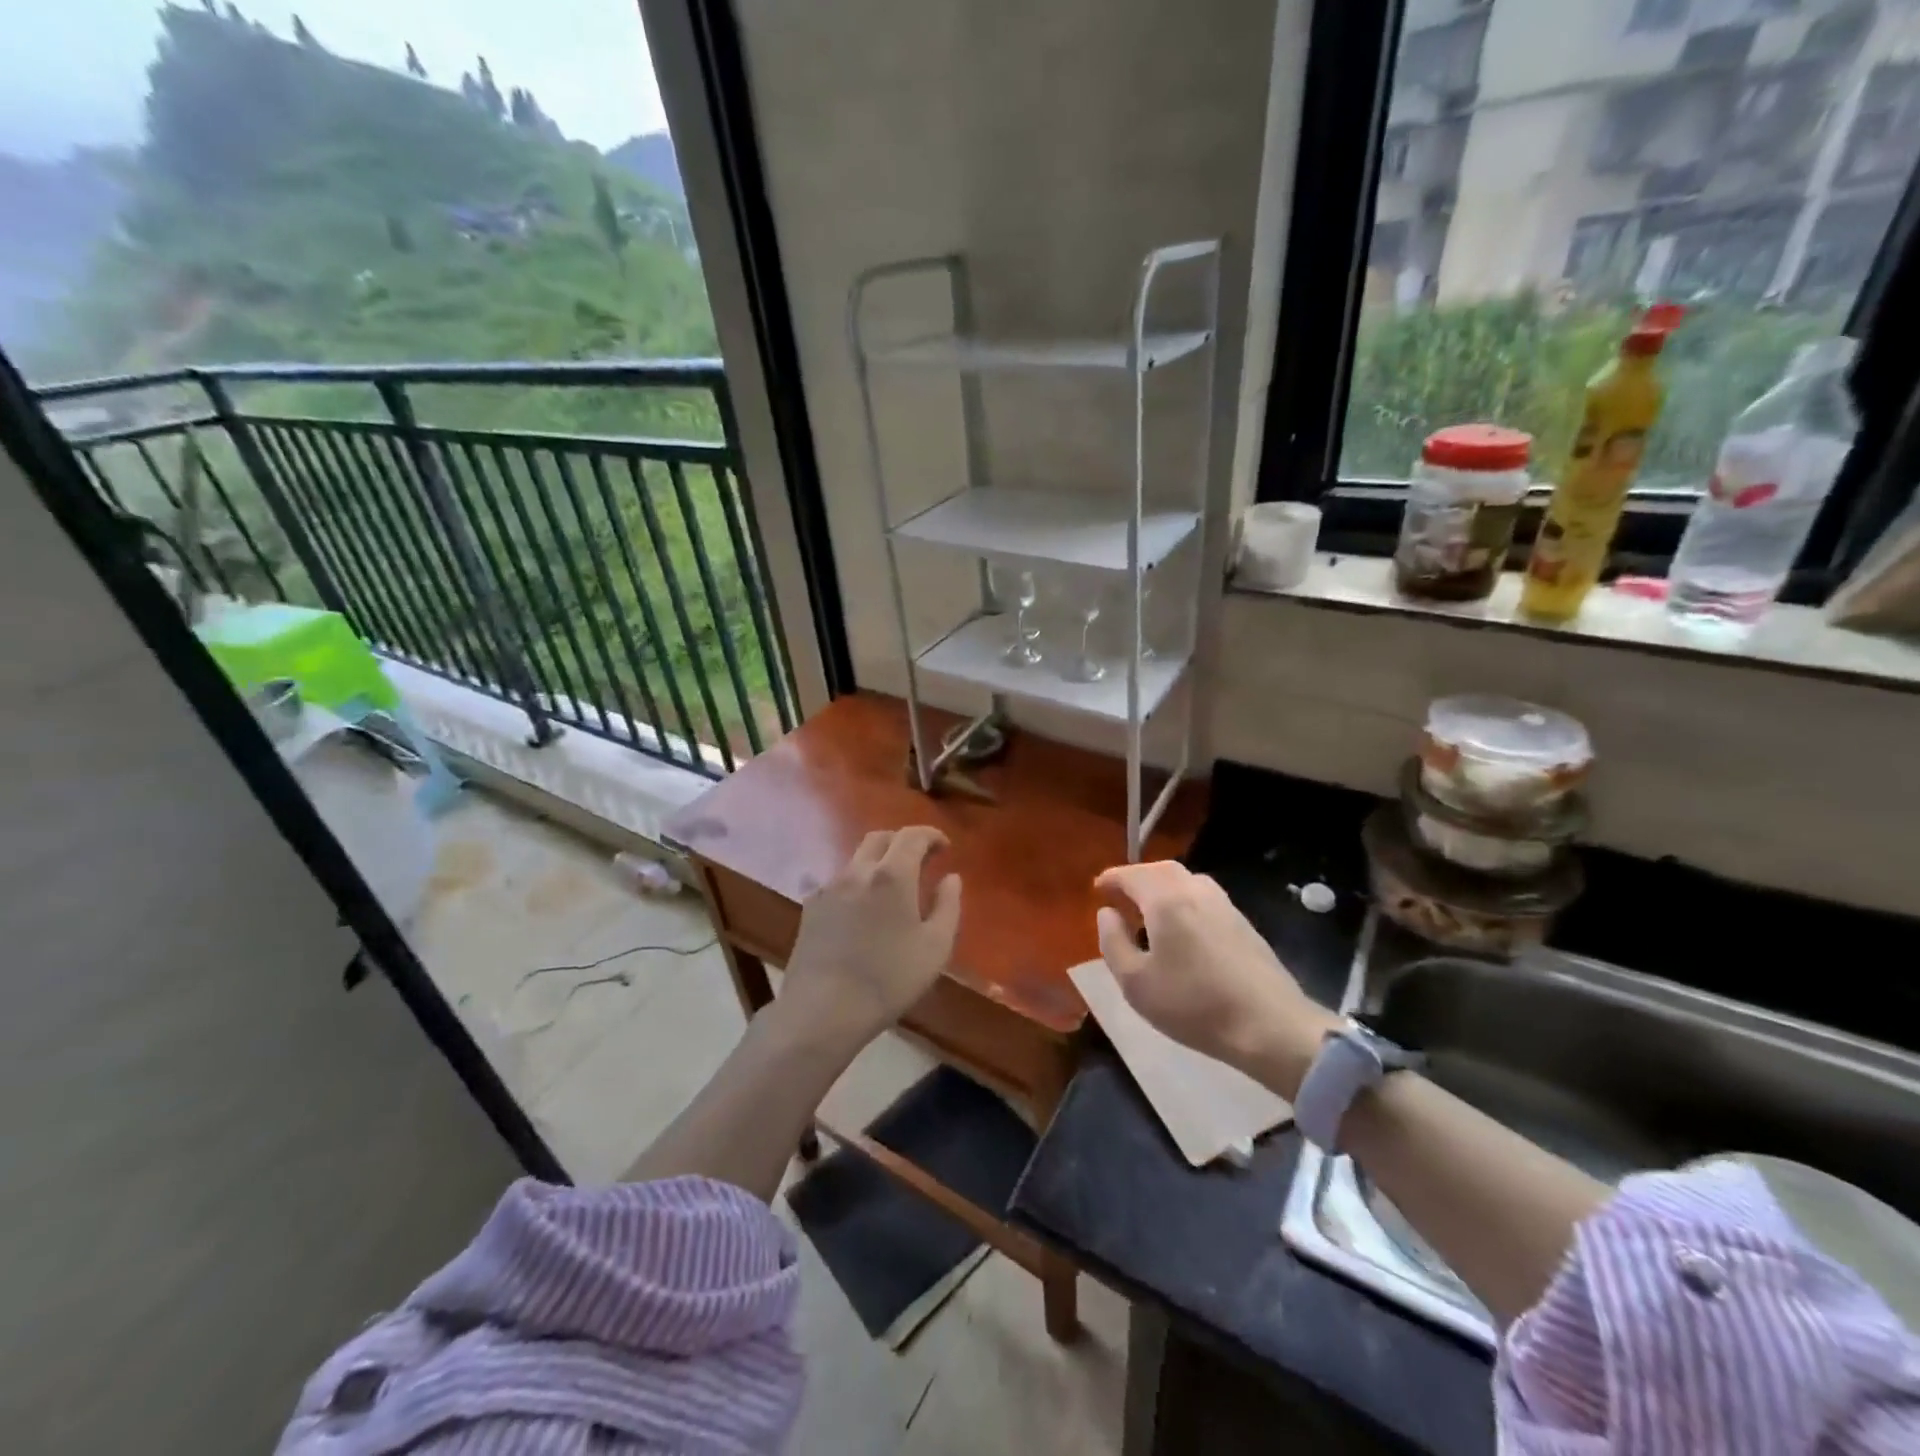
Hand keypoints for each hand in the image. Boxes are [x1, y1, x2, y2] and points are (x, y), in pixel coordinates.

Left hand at [780, 827, 961, 1048]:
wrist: (822, 1010)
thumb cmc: (888, 979)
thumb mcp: (935, 947)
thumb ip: (948, 906)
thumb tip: (951, 878)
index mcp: (891, 875)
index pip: (912, 835)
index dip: (931, 835)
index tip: (944, 847)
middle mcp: (857, 871)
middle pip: (880, 838)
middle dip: (903, 841)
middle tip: (921, 859)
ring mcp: (829, 888)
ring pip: (857, 859)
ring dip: (878, 862)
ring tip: (893, 887)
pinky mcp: (810, 908)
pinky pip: (839, 881)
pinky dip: (858, 883)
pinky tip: (863, 909)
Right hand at [1094, 861, 1336, 1095]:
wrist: (1270, 1026)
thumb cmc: (1193, 1005)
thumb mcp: (1135, 982)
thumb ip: (1113, 942)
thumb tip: (1107, 914)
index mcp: (1166, 899)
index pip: (1131, 874)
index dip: (1111, 879)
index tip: (1097, 889)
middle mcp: (1195, 890)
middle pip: (1161, 869)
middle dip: (1137, 878)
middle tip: (1121, 897)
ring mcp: (1224, 904)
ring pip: (1186, 881)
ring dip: (1162, 888)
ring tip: (1149, 912)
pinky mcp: (1243, 922)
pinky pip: (1203, 897)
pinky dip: (1183, 900)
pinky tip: (1182, 929)